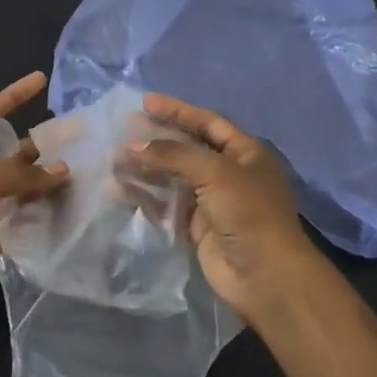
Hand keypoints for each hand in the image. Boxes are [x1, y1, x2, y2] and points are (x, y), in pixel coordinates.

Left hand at [0, 73, 68, 324]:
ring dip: (50, 179)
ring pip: (25, 185)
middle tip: (81, 136)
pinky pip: (29, 215)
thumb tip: (62, 170)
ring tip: (88, 170)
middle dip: (43, 145)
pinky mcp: (0, 232)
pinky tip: (76, 204)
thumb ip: (20, 174)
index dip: (11, 96)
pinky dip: (49, 210)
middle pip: (13, 151)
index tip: (39, 80)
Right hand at [127, 94, 330, 326]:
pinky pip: (165, 204)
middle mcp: (228, 173)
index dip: (177, 110)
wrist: (264, 274)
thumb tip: (132, 144)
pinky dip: (143, 196)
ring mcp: (211, 201)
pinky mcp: (195, 227)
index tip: (144, 101)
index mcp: (244, 152)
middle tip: (122, 130)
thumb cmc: (247, 212)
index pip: (207, 122)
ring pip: (171, 177)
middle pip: (186, 148)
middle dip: (155, 139)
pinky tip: (118, 190)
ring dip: (144, 168)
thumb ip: (173, 154)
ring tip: (112, 160)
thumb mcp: (215, 173)